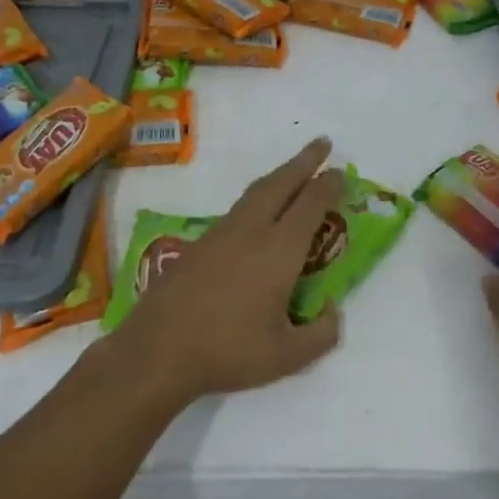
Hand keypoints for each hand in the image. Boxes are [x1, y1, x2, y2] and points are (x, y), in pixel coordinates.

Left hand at [104, 137, 344, 408]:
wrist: (158, 349)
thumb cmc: (228, 351)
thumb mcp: (287, 356)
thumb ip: (321, 334)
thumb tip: (333, 310)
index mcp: (279, 250)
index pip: (311, 205)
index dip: (328, 185)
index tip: (340, 172)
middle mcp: (252, 230)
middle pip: (282, 183)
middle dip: (304, 160)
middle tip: (322, 143)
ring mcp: (222, 233)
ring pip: (257, 191)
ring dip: (280, 175)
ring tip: (293, 171)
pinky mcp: (200, 243)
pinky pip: (239, 207)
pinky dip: (258, 196)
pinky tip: (258, 211)